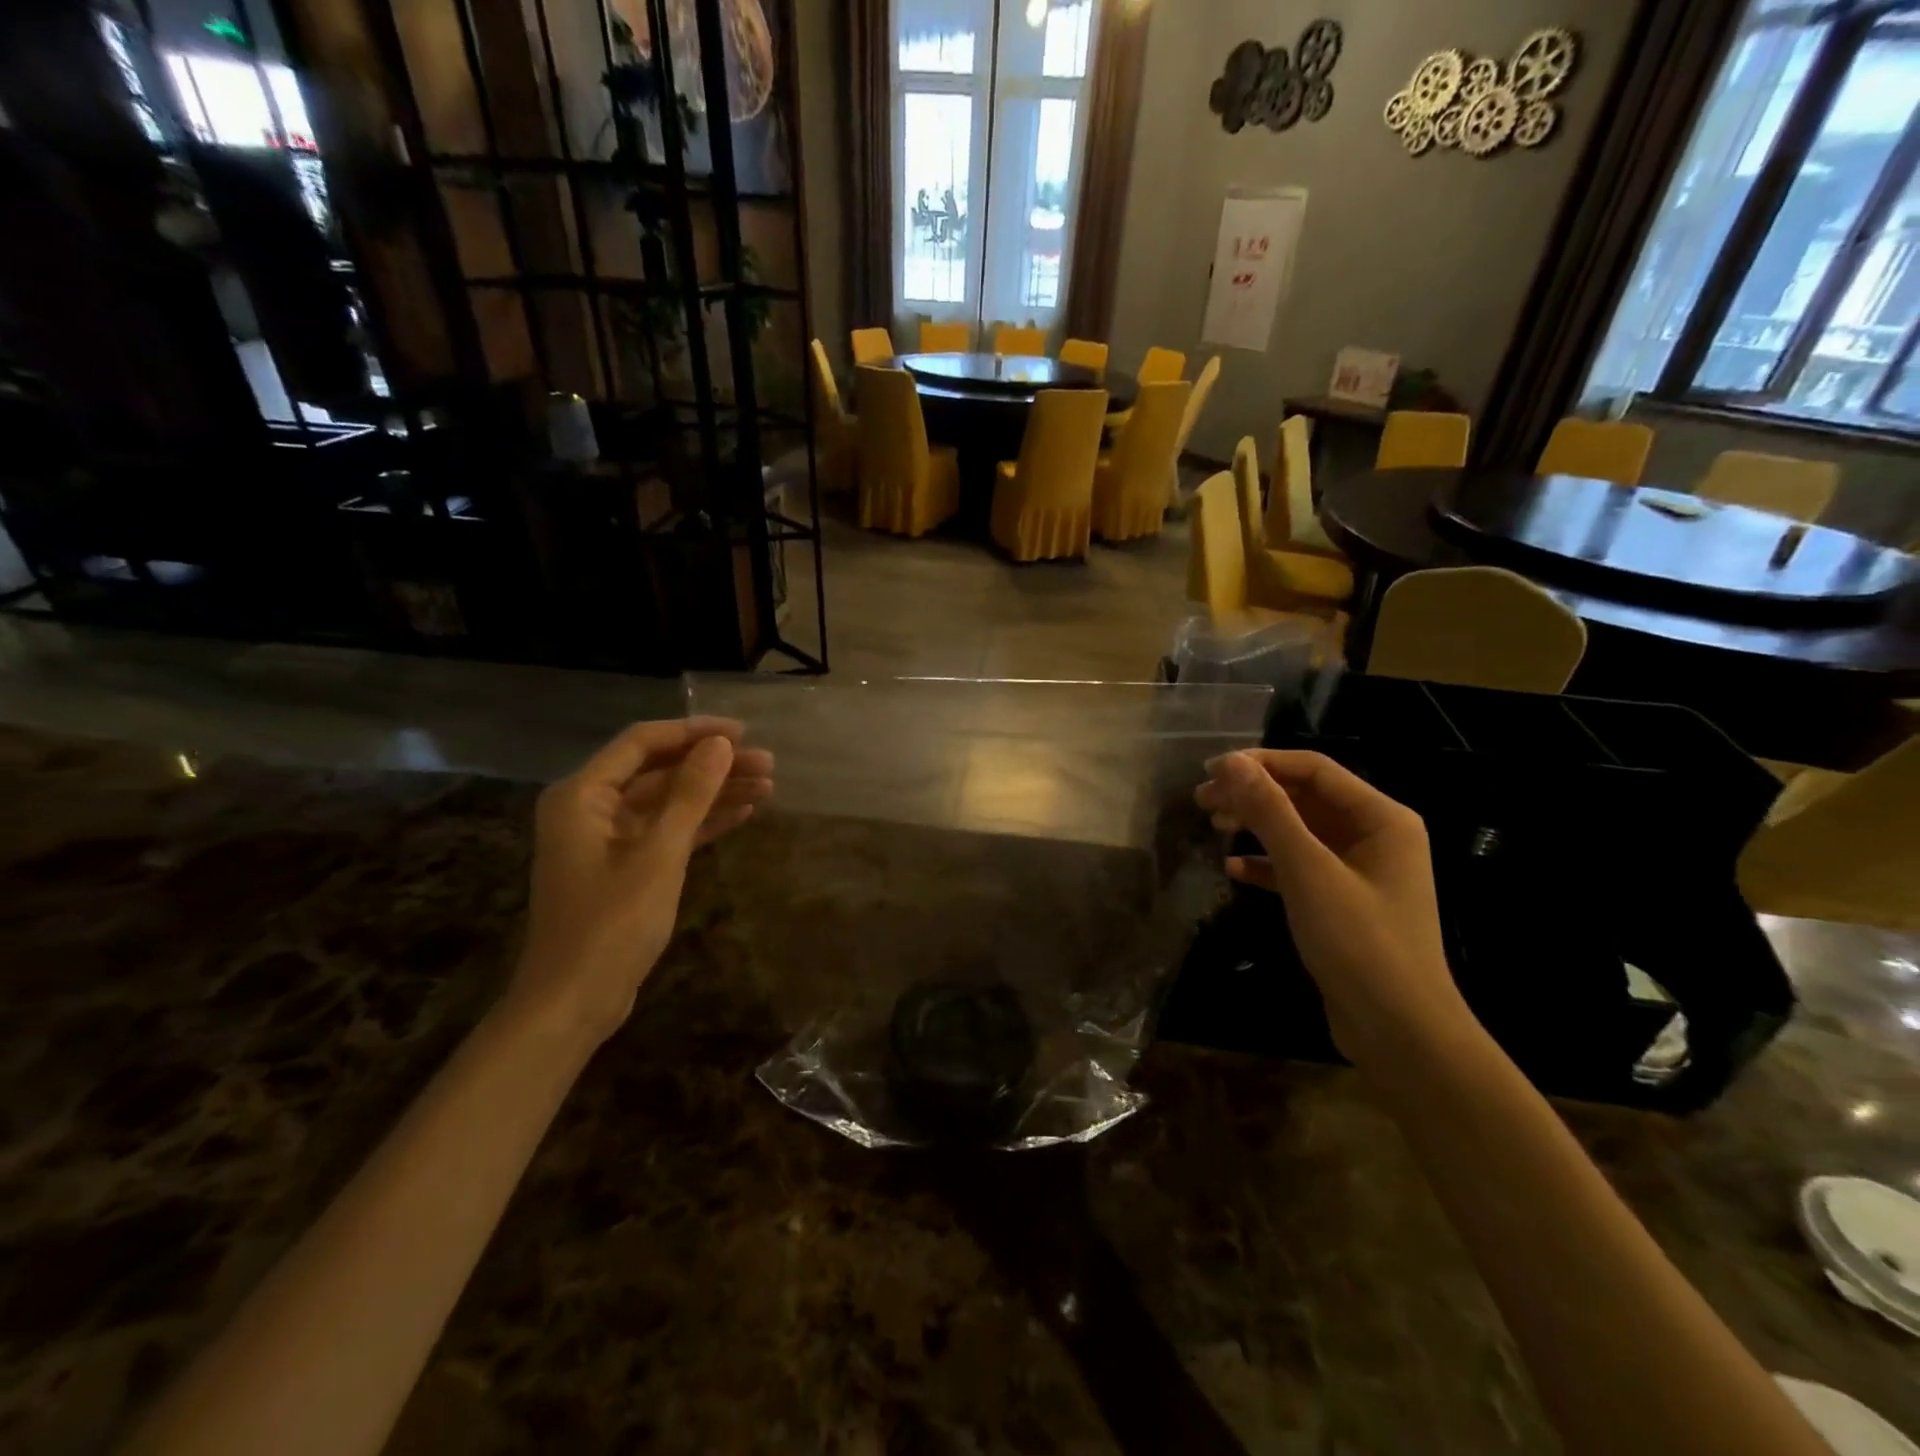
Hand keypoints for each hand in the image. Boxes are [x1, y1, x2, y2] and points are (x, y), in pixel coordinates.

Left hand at [510, 718, 773, 1043]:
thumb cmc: (611, 925)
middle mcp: (590, 808)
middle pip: (660, 771)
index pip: (643, 743)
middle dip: (713, 766)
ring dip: (714, 793)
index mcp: (582, 795)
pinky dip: (701, 823)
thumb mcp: (659, 855)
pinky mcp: (625, 867)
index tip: (744, 733)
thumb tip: (721, 745)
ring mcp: (608, 839)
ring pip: (668, 802)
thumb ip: (690, 795)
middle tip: (768, 766)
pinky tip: (742, 814)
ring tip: (767, 787)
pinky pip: (667, 831)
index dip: (695, 732)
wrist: (573, 1003)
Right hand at [1195, 750, 1470, 1066]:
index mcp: (1381, 818)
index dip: (1261, 763)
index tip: (1211, 770)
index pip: (1314, 770)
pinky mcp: (1342, 902)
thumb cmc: (1359, 942)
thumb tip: (1231, 763)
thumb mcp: (1308, 871)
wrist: (1399, 1031)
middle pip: (1304, 798)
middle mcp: (1374, 836)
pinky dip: (1266, 864)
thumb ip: (1270, 812)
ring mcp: (1359, 871)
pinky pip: (1298, 868)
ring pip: (1298, 832)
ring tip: (1212, 824)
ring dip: (1256, 825)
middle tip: (1202, 799)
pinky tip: (1233, 870)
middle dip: (1253, 794)